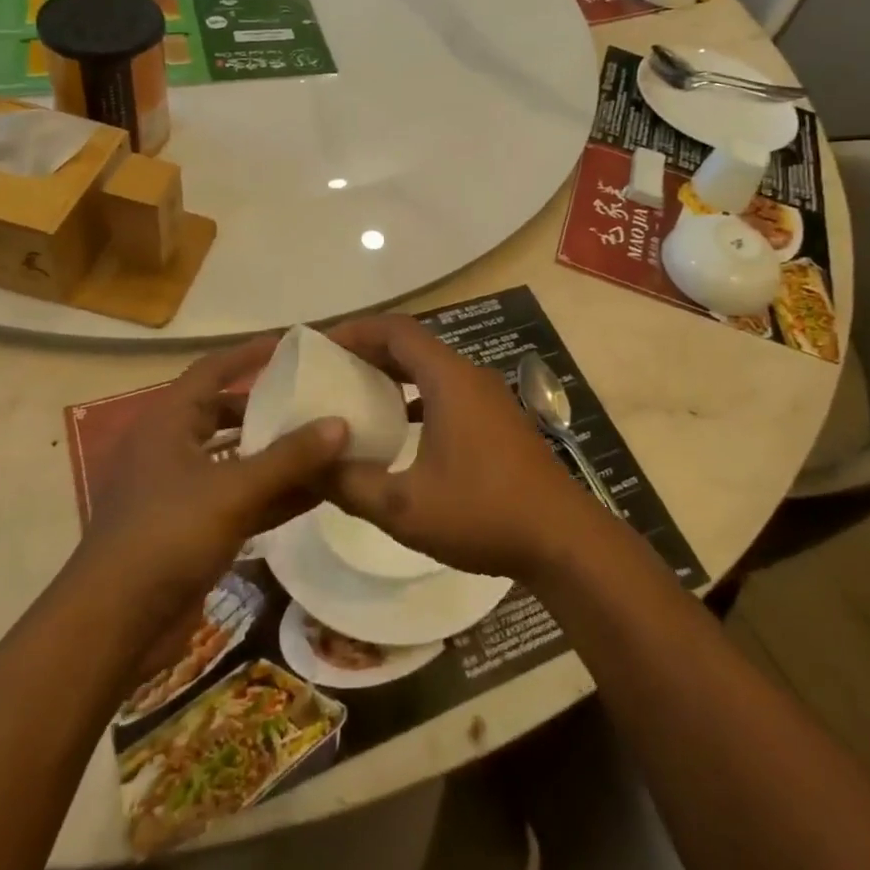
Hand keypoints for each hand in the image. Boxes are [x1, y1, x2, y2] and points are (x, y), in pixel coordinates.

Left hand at [74, 335, 347, 654]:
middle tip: (314, 396)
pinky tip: (315, 492)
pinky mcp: (190, 530)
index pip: (212, 370)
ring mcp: (179, 492)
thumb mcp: (233, 490)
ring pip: (235, 459)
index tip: (291, 345)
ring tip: (324, 440)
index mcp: (167, 423)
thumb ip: (289, 457)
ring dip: (275, 453)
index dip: (248, 354)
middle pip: (224, 413)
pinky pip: (238, 498)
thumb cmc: (166, 536)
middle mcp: (170, 449)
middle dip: (267, 405)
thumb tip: (340, 423)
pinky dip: (272, 493)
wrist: (112, 627)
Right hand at [323, 315, 600, 579]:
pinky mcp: (498, 420)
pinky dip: (416, 398)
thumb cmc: (482, 512)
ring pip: (431, 369)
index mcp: (449, 378)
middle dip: (368, 351)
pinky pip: (447, 391)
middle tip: (329, 371)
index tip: (321, 346)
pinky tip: (398, 430)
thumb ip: (350, 484)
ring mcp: (489, 397)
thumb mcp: (404, 507)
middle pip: (412, 345)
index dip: (356, 330)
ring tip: (355, 396)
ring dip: (393, 375)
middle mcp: (470, 375)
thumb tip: (308, 466)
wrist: (562, 539)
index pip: (395, 330)